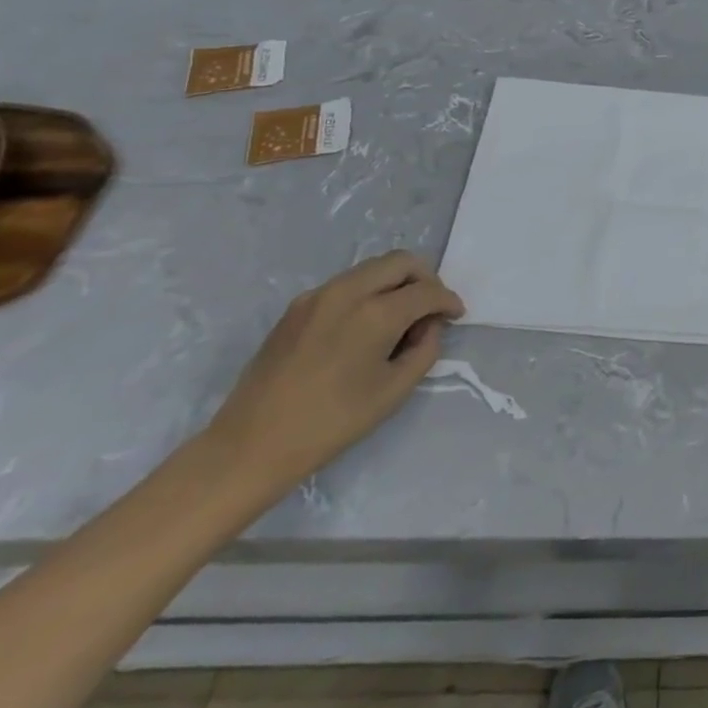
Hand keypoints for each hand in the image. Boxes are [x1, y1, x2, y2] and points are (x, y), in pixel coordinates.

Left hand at [205, 251, 464, 494]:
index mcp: (375, 313)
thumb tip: (428, 326)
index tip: (456, 315)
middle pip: (401, 262)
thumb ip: (424, 350)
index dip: (448, 301)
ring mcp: (318, 295)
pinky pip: (347, 284)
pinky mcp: (298, 306)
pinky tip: (365, 326)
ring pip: (373, 268)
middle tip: (431, 308)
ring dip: (396, 282)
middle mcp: (348, 291)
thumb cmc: (331, 423)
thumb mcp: (394, 391)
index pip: (427, 291)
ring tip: (400, 317)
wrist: (251, 445)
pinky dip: (368, 292)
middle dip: (425, 279)